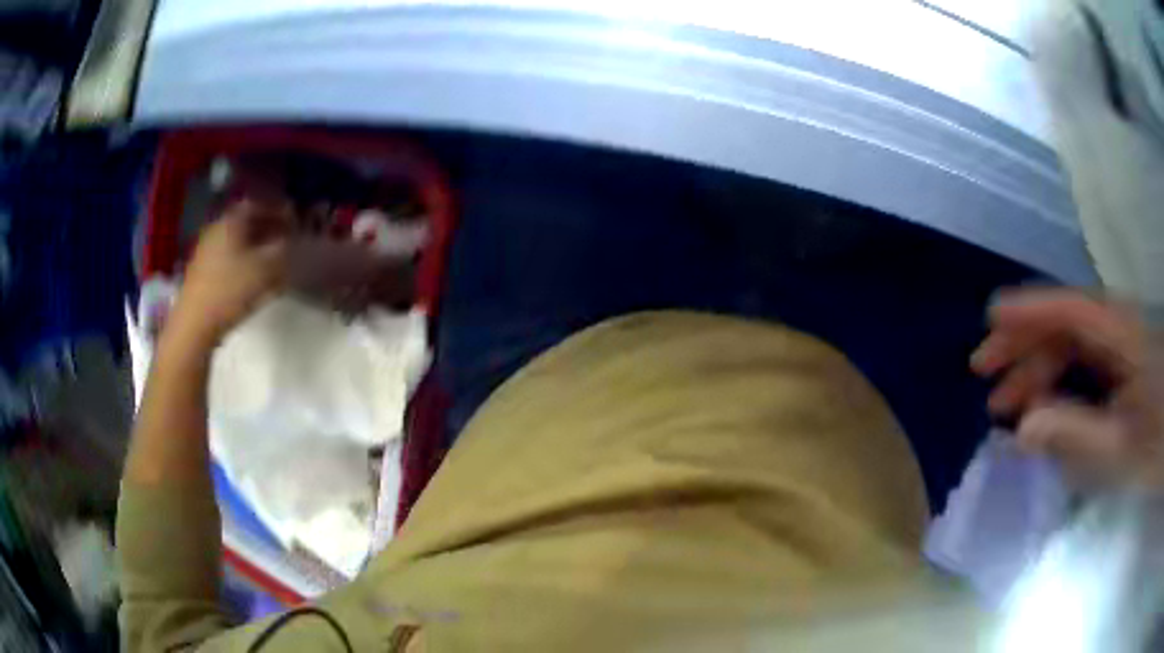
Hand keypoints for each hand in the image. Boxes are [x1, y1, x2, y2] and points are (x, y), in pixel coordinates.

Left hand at [168, 200, 292, 346]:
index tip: (295, 221)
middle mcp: (217, 229)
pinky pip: (229, 257)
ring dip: (257, 246)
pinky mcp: (203, 273)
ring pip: (238, 241)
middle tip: (287, 240)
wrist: (195, 325)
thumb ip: (284, 250)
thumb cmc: (230, 291)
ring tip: (274, 261)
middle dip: (269, 228)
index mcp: (231, 221)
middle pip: (247, 222)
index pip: (259, 204)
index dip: (279, 210)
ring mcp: (207, 251)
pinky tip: (254, 277)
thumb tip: (294, 240)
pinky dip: (245, 261)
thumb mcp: (266, 269)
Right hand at [971, 288, 1163, 489]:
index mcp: (1121, 336)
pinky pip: (1083, 365)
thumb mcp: (1121, 450)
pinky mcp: (1125, 367)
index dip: (1029, 311)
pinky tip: (1044, 407)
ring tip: (1008, 405)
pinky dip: (1058, 382)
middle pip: (1065, 325)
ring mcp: (1122, 348)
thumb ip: (1075, 436)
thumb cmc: (1157, 442)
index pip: (1068, 309)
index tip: (989, 318)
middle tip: (985, 377)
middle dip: (1024, 347)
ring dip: (1038, 369)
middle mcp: (1118, 330)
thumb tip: (1023, 428)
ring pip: (1072, 345)